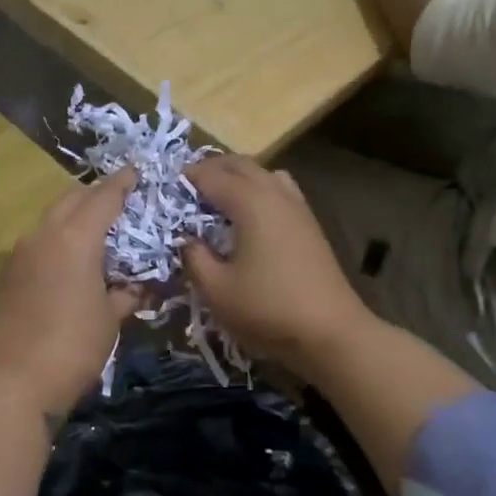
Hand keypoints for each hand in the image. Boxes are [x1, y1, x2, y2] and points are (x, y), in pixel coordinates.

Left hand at [0, 171, 143, 415]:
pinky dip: (56, 242)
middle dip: (95, 195)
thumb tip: (137, 287)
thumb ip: (125, 296)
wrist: (7, 383)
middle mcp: (42, 236)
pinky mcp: (4, 277)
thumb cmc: (71, 348)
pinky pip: (36, 244)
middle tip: (119, 203)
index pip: (103, 197)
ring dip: (72, 219)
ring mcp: (18, 255)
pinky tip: (68, 264)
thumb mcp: (110, 322)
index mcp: (75, 238)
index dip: (123, 183)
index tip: (137, 171)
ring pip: (50, 221)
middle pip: (70, 199)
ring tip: (96, 235)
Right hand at [182, 157, 374, 371]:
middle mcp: (275, 193)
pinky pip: (279, 190)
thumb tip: (187, 239)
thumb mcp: (216, 289)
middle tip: (187, 189)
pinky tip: (249, 218)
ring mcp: (297, 206)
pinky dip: (258, 191)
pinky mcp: (309, 223)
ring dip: (238, 177)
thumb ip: (194, 257)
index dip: (184, 178)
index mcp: (250, 202)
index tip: (164, 189)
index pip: (210, 175)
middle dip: (211, 169)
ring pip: (263, 173)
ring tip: (218, 199)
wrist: (331, 331)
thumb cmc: (267, 308)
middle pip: (240, 164)